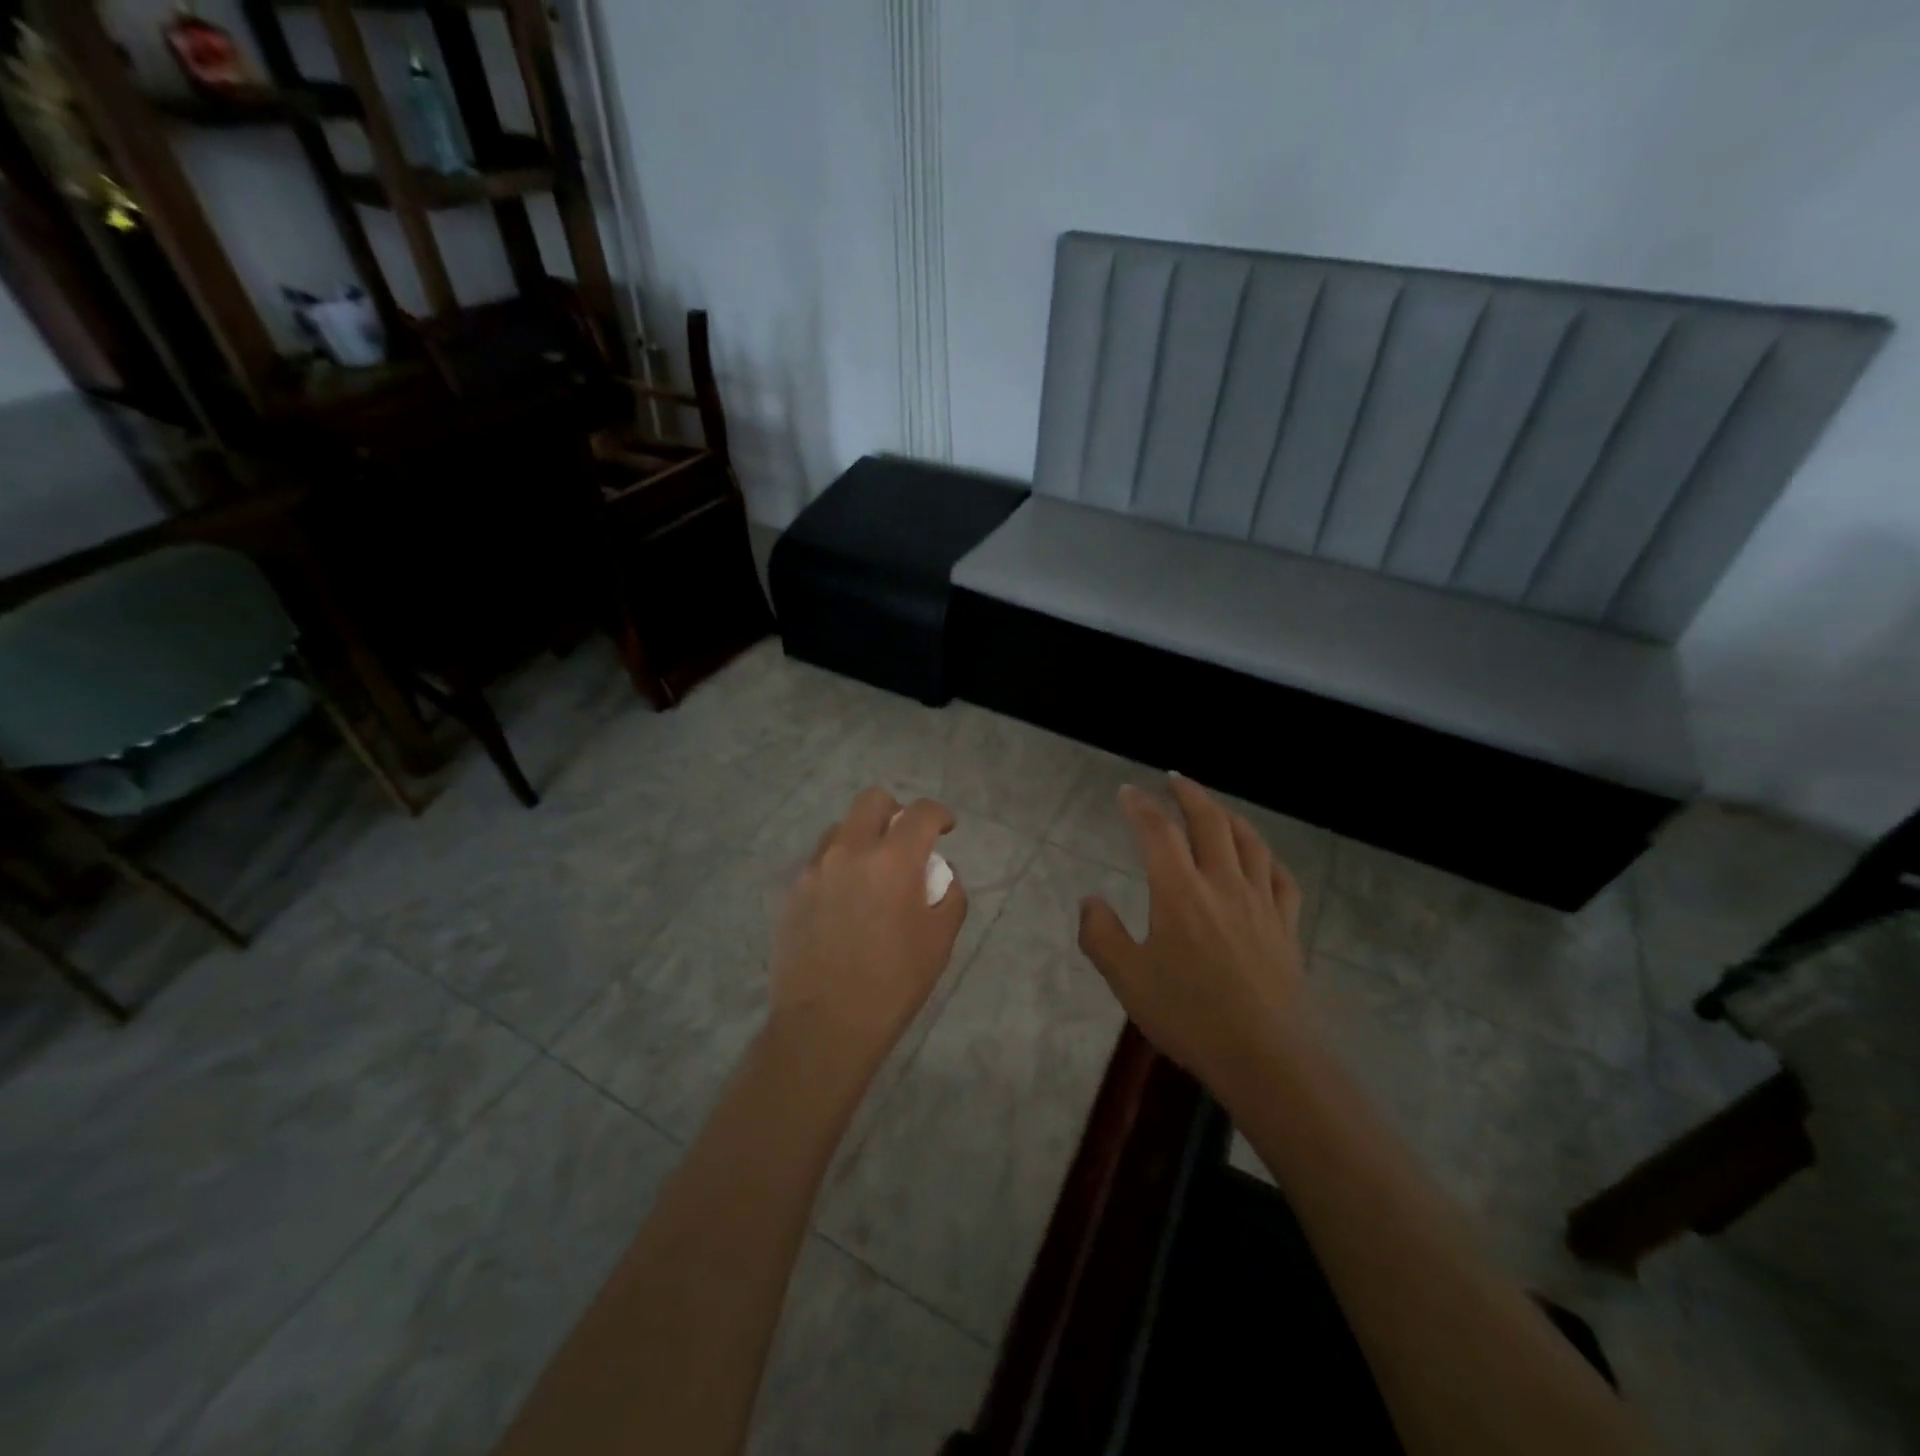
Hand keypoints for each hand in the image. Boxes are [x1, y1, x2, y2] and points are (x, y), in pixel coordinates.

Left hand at [769, 787, 968, 1089]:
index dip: (939, 814)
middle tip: (905, 841)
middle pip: (872, 801)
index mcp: (892, 860)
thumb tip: (939, 874)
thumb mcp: (939, 941)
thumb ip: (948, 895)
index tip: (945, 827)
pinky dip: (838, 867)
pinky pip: (819, 862)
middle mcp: (849, 851)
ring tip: (871, 874)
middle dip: (896, 811)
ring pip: (841, 829)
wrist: (824, 1025)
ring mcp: (814, 869)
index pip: (920, 813)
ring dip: (862, 838)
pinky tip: (844, 902)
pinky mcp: (792, 891)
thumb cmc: (893, 984)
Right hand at [1078, 774, 1306, 1096]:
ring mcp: (1260, 903)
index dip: (1140, 806)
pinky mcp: (1286, 926)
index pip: (1157, 831)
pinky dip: (1267, 857)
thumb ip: (1101, 935)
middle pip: (1209, 822)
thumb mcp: (1127, 980)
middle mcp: (1222, 884)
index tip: (1127, 792)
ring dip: (1228, 815)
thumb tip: (1090, 900)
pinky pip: (1281, 878)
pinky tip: (1260, 859)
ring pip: (1249, 842)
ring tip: (1215, 807)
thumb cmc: (1190, 1016)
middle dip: (1189, 794)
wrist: (1266, 1058)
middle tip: (1174, 779)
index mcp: (1179, 891)